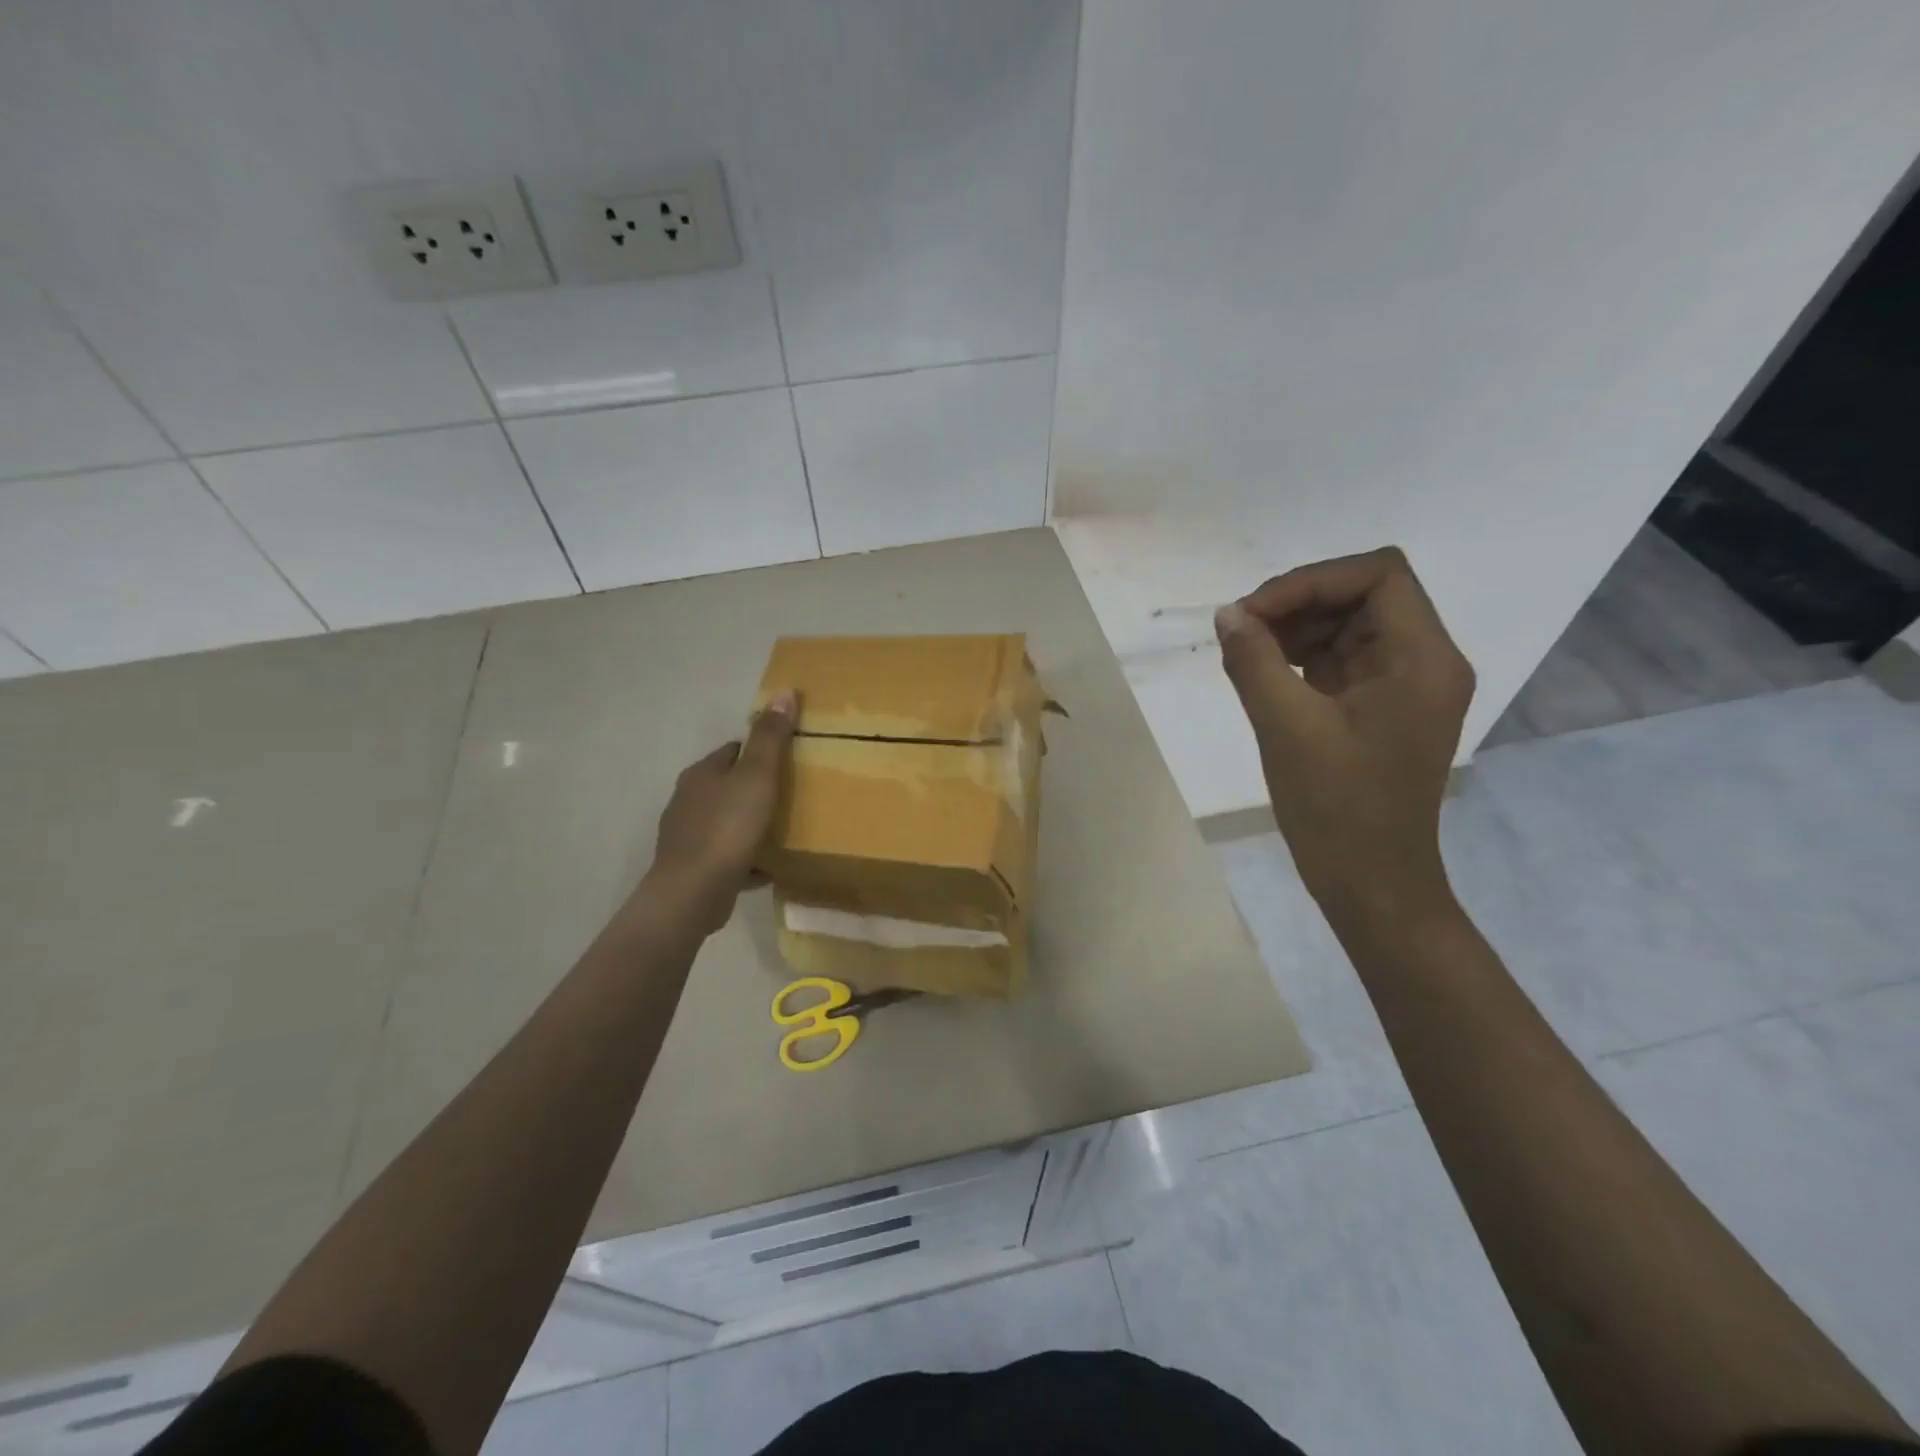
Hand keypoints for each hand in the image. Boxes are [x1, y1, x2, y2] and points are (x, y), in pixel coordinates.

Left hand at [644, 691, 796, 933]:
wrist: (693, 892)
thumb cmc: (727, 827)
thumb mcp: (757, 776)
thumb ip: (771, 737)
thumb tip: (784, 691)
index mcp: (702, 773)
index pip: (732, 750)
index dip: (759, 752)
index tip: (787, 761)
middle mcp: (688, 800)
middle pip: (727, 785)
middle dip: (754, 789)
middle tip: (790, 796)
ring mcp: (687, 835)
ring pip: (725, 821)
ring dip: (748, 824)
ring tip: (781, 832)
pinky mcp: (693, 867)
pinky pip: (726, 856)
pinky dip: (745, 858)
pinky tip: (767, 869)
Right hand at [1214, 547, 1473, 923]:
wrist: (1370, 884)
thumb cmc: (1337, 809)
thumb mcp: (1286, 728)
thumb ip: (1254, 661)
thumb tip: (1227, 614)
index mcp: (1423, 660)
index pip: (1378, 574)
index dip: (1311, 580)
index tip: (1254, 613)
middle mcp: (1424, 661)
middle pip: (1363, 594)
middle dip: (1298, 602)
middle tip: (1240, 631)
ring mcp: (1402, 685)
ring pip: (1348, 623)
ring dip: (1294, 627)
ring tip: (1244, 652)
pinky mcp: (1378, 707)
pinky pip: (1340, 658)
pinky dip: (1300, 655)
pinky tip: (1262, 672)